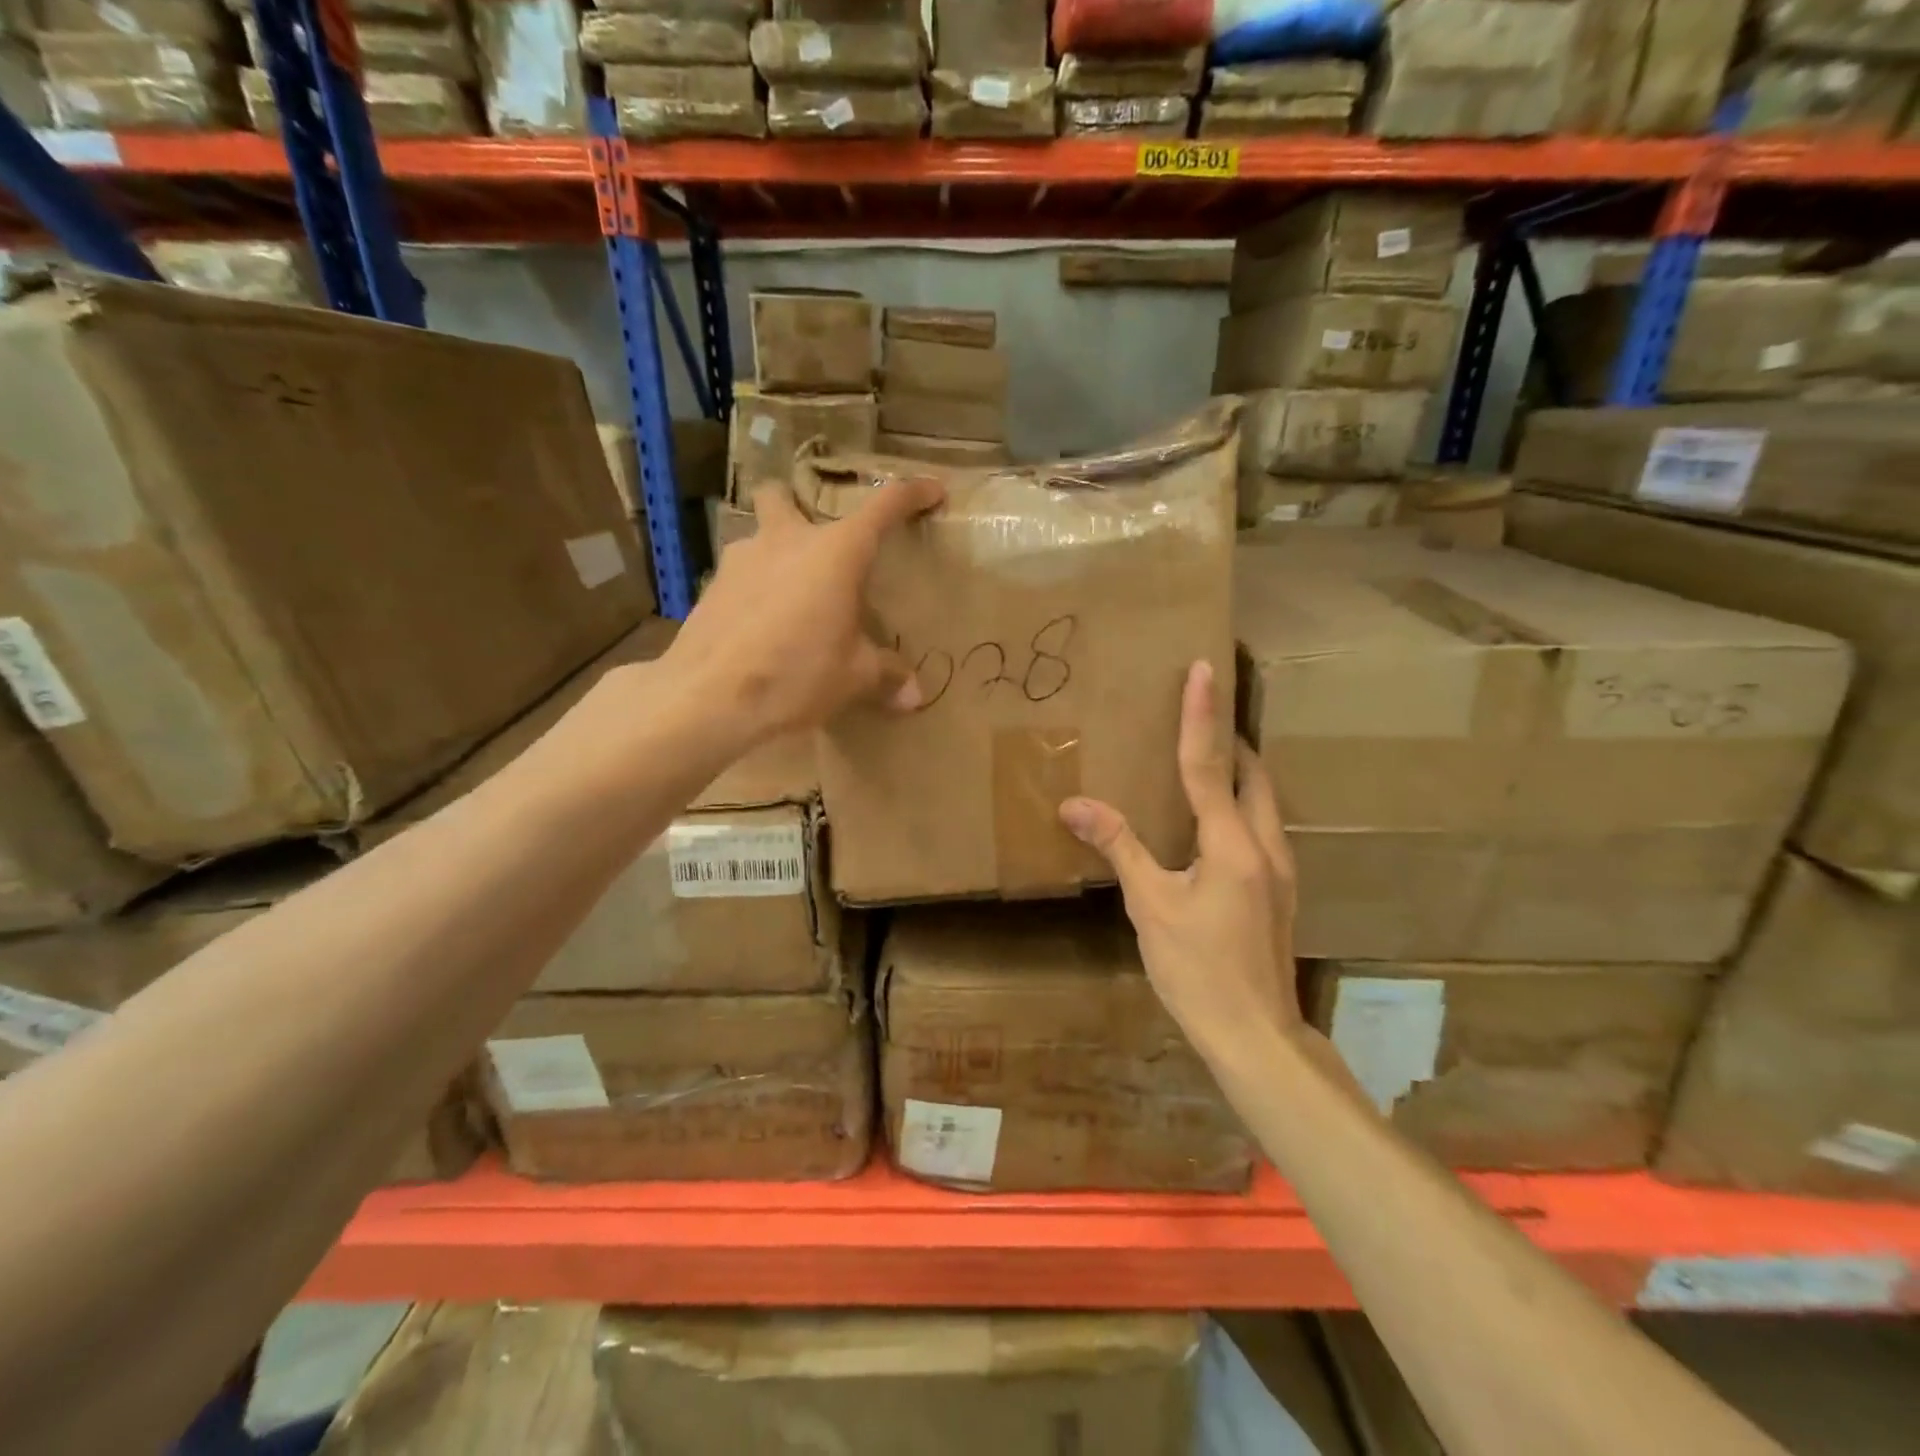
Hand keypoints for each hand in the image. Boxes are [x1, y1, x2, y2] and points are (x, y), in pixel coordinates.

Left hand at [665, 474, 944, 744]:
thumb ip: (886, 676)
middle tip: (815, 541)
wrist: (709, 698)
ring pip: (757, 536)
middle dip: (796, 504)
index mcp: (836, 552)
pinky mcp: (711, 588)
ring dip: (774, 554)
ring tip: (789, 597)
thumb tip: (916, 697)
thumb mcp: (853, 677)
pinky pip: (739, 576)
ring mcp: (741, 560)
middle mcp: (786, 540)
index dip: (913, 493)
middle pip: (782, 495)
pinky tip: (760, 628)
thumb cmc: (797, 675)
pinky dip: (754, 591)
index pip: (884, 506)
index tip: (933, 491)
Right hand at [1058, 661, 1302, 1061]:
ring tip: (1207, 755)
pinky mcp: (1280, 889)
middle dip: (1230, 738)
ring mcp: (1280, 869)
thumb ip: (1118, 847)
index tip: (1203, 669)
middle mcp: (1265, 845)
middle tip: (1201, 712)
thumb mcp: (1150, 906)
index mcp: (1233, 844)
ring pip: (1264, 800)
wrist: (1255, 1034)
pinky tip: (1215, 819)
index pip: (1210, 765)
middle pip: (1253, 774)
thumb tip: (1074, 805)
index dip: (1201, 716)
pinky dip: (1240, 803)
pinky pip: (1262, 825)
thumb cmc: (1198, 970)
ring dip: (1239, 770)